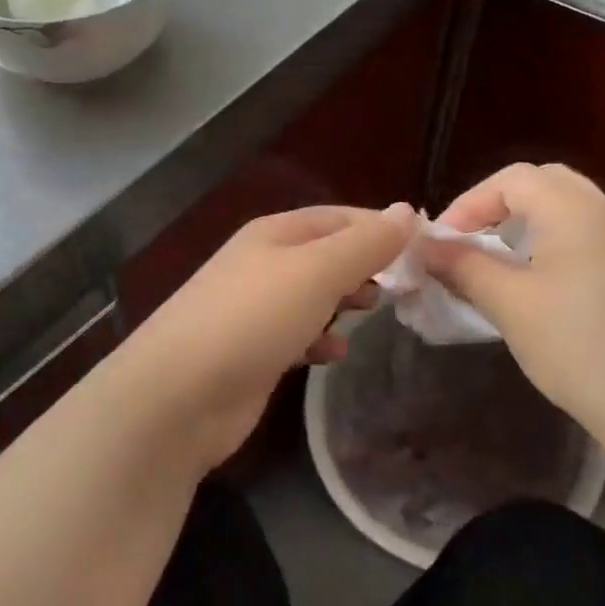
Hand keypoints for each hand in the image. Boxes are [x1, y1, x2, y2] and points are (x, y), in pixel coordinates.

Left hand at [115, 206, 406, 469]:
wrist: (180, 395)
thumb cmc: (253, 319)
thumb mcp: (317, 271)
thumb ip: (365, 244)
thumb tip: (406, 211)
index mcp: (275, 234)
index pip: (338, 216)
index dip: (380, 227)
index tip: (424, 249)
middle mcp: (262, 264)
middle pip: (325, 254)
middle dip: (365, 265)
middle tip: (403, 286)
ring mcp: (254, 309)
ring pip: (312, 294)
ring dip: (344, 300)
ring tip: (374, 311)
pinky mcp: (252, 351)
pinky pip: (297, 334)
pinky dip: (319, 338)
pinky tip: (335, 353)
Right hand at [426, 164, 604, 461]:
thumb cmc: (581, 350)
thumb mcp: (511, 306)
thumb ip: (464, 267)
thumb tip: (425, 247)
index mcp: (576, 211)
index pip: (512, 179)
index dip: (468, 203)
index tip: (441, 245)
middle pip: (543, 184)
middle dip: (497, 207)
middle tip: (468, 243)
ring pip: (568, 210)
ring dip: (525, 226)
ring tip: (496, 265)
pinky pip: (587, 237)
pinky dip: (552, 245)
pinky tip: (538, 287)